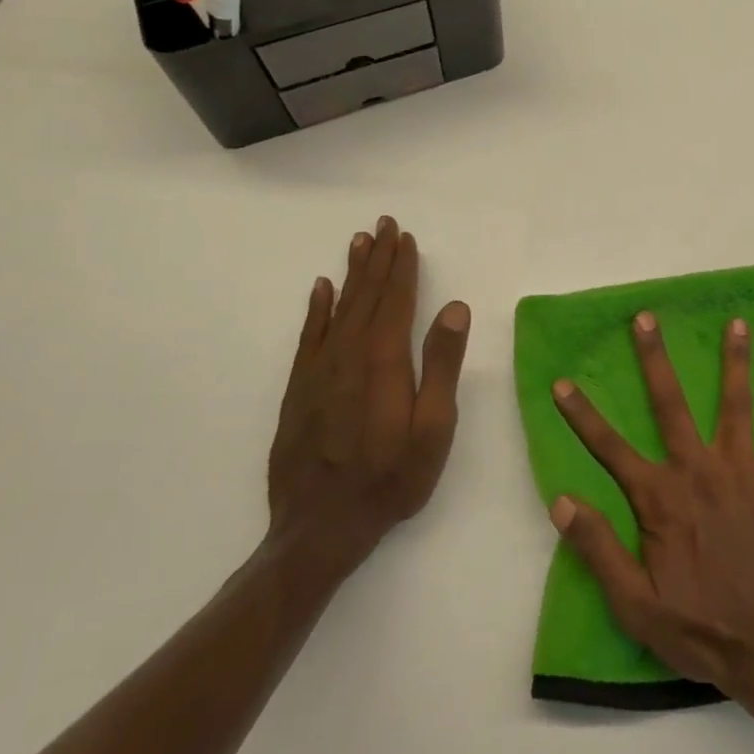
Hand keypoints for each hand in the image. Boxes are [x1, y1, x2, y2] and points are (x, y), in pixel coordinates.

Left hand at [266, 217, 470, 583]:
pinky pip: (309, 336)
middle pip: (366, 296)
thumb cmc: (390, 480)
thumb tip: (454, 307)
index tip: (406, 238)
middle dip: (378, 258)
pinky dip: (316, 309)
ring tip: (359, 242)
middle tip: (384, 224)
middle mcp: (348, 355)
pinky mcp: (299, 390)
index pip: (395, 301)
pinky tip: (321, 289)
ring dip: (351, 274)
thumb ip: (442, 366)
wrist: (319, 529)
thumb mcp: (433, 429)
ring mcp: (319, 372)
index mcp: (384, 361)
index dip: (402, 267)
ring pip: (338, 308)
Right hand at [548, 311, 753, 717]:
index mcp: (661, 498)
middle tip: (646, 317)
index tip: (562, 382)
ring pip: (736, 403)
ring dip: (736, 361)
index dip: (582, 415)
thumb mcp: (635, 605)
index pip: (609, 448)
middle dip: (655, 358)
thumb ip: (598, 549)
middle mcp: (699, 470)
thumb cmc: (703, 629)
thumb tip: (560, 500)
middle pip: (670, 403)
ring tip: (738, 323)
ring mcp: (743, 470)